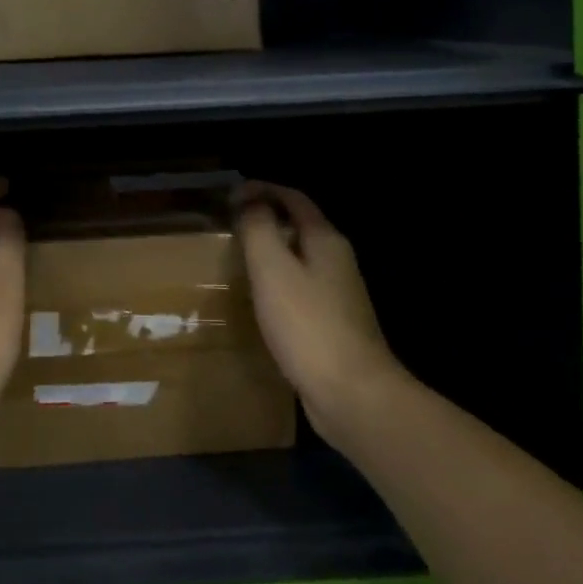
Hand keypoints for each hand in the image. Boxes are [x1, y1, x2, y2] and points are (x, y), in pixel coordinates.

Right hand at [234, 182, 408, 448]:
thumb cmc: (308, 325)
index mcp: (325, 240)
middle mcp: (337, 261)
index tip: (230, 196)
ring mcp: (339, 294)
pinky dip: (278, 283)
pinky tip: (260, 302)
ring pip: (300, 259)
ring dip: (271, 253)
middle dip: (266, 219)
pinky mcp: (333, 325)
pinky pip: (301, 289)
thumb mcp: (273, 268)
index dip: (262, 189)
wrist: (352, 394)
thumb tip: (251, 202)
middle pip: (299, 226)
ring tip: (238, 260)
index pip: (293, 198)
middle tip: (230, 227)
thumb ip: (260, 229)